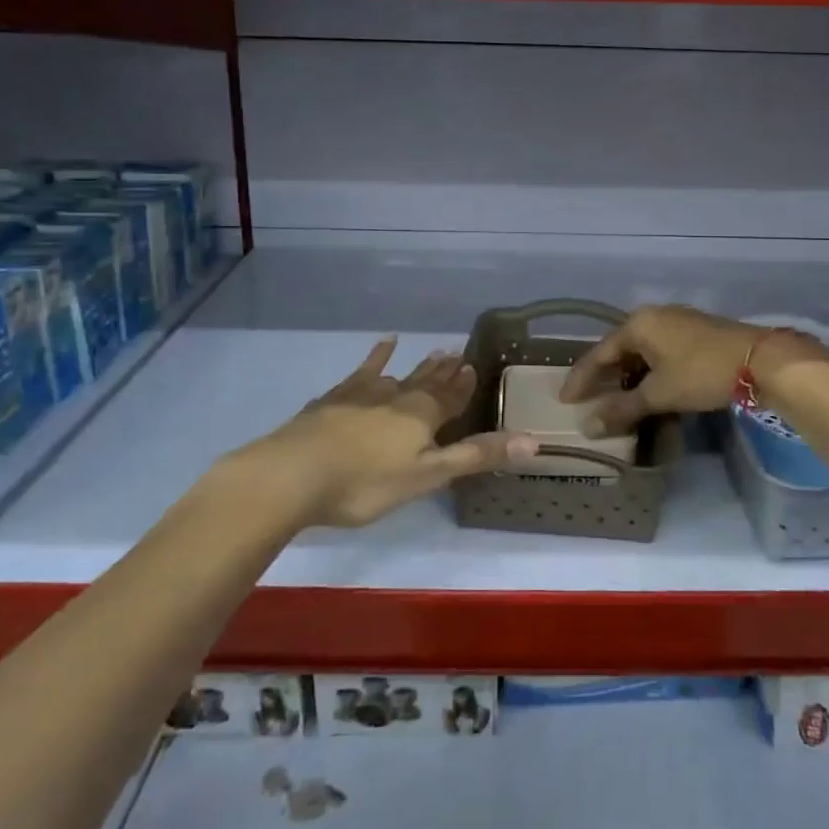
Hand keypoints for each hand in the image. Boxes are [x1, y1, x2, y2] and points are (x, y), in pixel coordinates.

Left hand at [255, 338, 534, 527]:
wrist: (293, 474)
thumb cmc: (365, 483)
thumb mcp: (427, 477)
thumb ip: (476, 458)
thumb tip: (534, 442)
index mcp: (421, 417)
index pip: (451, 397)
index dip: (463, 385)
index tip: (474, 366)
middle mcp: (397, 397)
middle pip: (426, 382)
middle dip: (444, 372)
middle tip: (457, 354)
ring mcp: (362, 394)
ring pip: (398, 375)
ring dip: (417, 366)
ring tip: (432, 351)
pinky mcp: (334, 399)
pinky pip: (361, 372)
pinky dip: (375, 358)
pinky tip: (382, 345)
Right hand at [558, 305, 828, 432]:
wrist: (760, 360)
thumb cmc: (701, 373)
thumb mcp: (659, 394)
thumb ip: (622, 409)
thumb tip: (588, 427)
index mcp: (638, 324)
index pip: (599, 352)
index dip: (581, 378)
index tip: (565, 399)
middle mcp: (654, 316)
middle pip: (619, 348)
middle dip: (603, 375)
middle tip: (587, 399)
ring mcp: (677, 321)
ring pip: (641, 350)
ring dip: (627, 375)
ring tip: (614, 398)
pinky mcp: (695, 332)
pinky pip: (659, 351)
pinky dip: (648, 371)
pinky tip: (648, 388)